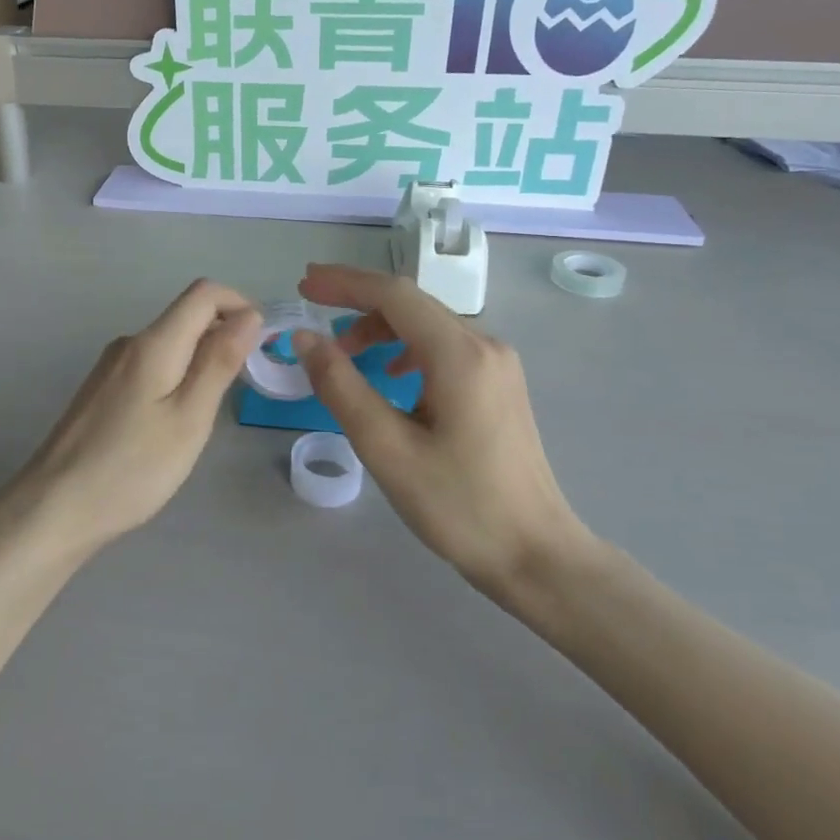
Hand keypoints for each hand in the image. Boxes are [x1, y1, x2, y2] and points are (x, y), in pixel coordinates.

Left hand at [8, 280, 261, 553]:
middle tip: (239, 389)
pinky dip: (175, 378)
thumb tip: (249, 314)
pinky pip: (150, 366)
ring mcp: (110, 367)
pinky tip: (171, 425)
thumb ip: (219, 362)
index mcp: (152, 343)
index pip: (204, 293)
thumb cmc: (131, 468)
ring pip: (169, 344)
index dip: (240, 305)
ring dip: (200, 361)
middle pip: (186, 316)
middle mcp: (129, 343)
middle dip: (223, 336)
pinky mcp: (101, 390)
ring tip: (205, 416)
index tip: (259, 346)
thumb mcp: (189, 418)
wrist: (54, 508)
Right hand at [291, 264, 593, 598]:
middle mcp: (485, 345)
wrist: (536, 556)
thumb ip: (341, 386)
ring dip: (381, 327)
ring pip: (428, 324)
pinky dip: (406, 348)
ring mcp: (498, 365)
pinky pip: (444, 347)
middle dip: (358, 299)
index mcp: (460, 354)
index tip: (304, 284)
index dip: (344, 283)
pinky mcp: (499, 385)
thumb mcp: (386, 448)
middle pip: (412, 303)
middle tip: (312, 305)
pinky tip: (391, 375)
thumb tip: (305, 339)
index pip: (394, 294)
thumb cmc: (459, 505)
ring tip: (343, 352)